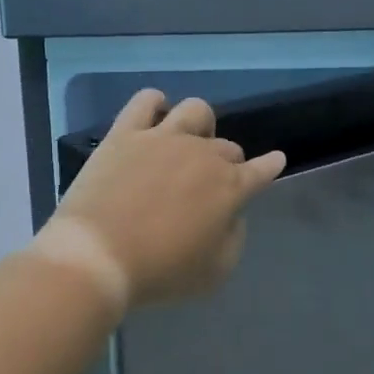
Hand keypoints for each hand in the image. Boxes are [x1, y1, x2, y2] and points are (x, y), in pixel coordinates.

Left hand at [51, 90, 286, 306]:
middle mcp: (202, 154)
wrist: (99, 255)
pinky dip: (154, 103)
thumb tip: (231, 214)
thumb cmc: (160, 272)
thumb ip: (232, 237)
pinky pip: (145, 101)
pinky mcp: (125, 133)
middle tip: (208, 184)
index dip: (270, 166)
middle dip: (227, 163)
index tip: (274, 160)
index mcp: (230, 187)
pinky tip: (154, 114)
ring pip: (196, 111)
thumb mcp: (214, 272)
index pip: (262, 170)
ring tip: (188, 140)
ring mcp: (163, 138)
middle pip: (227, 147)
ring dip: (200, 125)